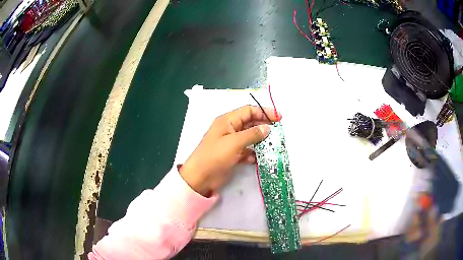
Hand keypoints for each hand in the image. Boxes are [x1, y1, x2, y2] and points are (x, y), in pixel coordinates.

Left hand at [179, 105, 280, 195]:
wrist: (200, 178)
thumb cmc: (215, 156)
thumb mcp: (234, 142)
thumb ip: (252, 134)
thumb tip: (267, 128)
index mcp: (227, 121)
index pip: (248, 110)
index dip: (264, 112)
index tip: (279, 117)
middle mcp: (230, 129)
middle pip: (250, 123)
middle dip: (264, 126)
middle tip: (278, 132)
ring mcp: (232, 142)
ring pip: (250, 137)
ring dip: (260, 141)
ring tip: (273, 145)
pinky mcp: (233, 155)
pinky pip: (247, 150)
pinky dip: (253, 153)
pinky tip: (257, 158)